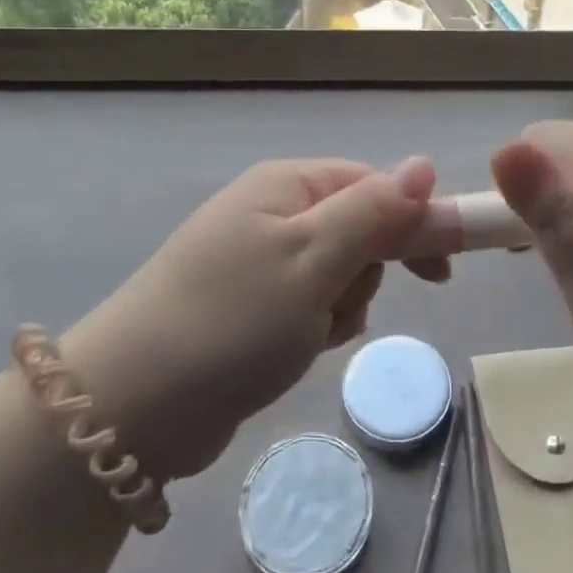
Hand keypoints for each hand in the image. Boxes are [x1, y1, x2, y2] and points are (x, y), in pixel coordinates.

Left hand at [60, 157, 444, 480]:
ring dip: (339, 308)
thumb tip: (426, 163)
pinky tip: (291, 352)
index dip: (414, 223)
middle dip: (364, 274)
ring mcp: (260, 262)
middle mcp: (274, 212)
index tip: (441, 272)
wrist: (130, 409)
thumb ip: (377, 211)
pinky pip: (312, 307)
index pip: (377, 185)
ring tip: (305, 334)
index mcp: (288, 185)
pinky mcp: (252, 308)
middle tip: (339, 306)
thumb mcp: (314, 258)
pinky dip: (315, 330)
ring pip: (341, 276)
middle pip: (360, 230)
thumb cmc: (233, 320)